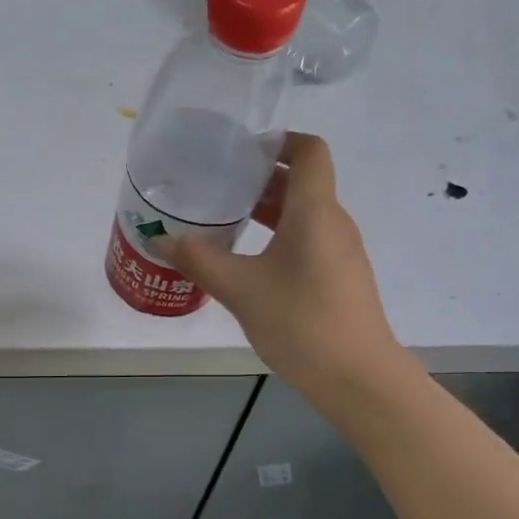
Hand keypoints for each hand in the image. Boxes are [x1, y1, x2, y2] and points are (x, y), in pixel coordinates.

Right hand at [167, 133, 407, 403]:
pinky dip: (277, 238)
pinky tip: (247, 262)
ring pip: (303, 215)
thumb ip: (199, 260)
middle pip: (302, 182)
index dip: (279, 141)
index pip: (310, 150)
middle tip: (217, 186)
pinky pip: (307, 241)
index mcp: (315, 211)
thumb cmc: (300, 321)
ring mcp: (340, 253)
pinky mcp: (338, 279)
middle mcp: (333, 223)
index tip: (240, 152)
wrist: (357, 377)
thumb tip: (162, 241)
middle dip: (260, 179)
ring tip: (224, 221)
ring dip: (267, 211)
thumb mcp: (240, 289)